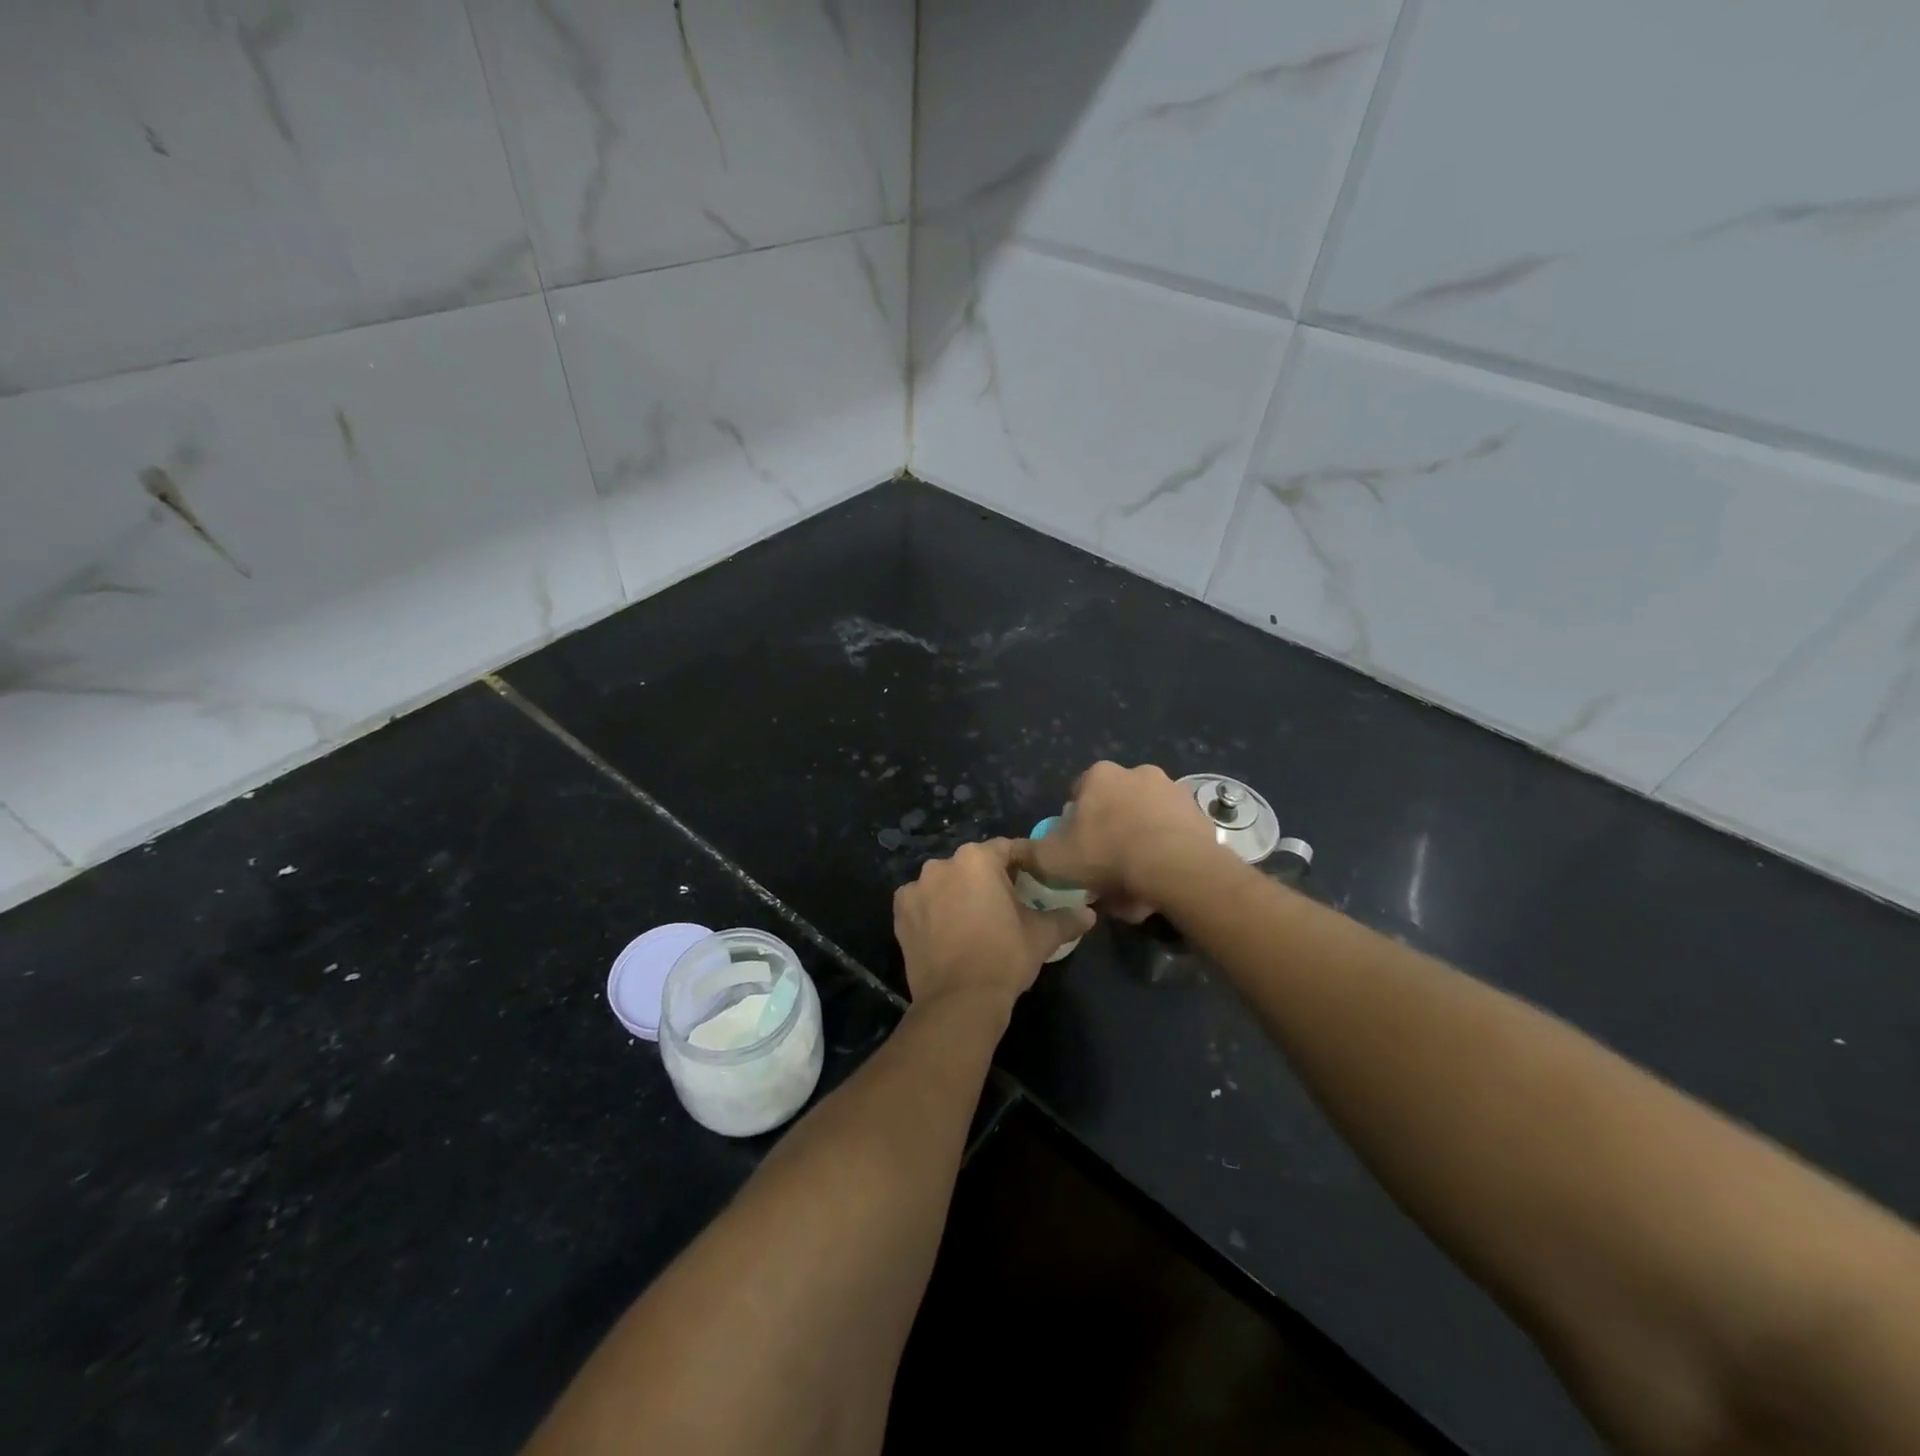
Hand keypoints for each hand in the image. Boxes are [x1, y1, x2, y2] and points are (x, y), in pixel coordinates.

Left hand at [893, 840, 1094, 1012]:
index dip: (1023, 862)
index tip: (1035, 878)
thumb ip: (1066, 918)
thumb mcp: (1042, 936)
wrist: (958, 1001)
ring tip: (974, 919)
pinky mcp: (900, 912)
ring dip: (959, 893)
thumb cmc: (1004, 958)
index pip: (1007, 849)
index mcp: (977, 859)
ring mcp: (916, 887)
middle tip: (1007, 903)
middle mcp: (942, 864)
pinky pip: (923, 902)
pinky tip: (947, 930)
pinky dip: (934, 910)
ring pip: (946, 882)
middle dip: (989, 878)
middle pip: (973, 864)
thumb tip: (1089, 914)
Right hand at [1015, 761, 1227, 919]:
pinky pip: (1172, 834)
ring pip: (1145, 822)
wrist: (1174, 866)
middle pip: (1115, 807)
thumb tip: (1015, 852)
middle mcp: (1137, 772)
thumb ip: (1029, 853)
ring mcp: (1172, 790)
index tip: (1078, 851)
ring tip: (1136, 885)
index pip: (1079, 795)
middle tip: (1107, 871)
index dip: (1076, 825)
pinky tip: (1160, 882)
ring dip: (1138, 846)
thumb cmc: (1106, 854)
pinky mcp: (1198, 812)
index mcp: (1100, 775)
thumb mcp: (1052, 859)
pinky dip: (1165, 854)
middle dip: (1110, 834)